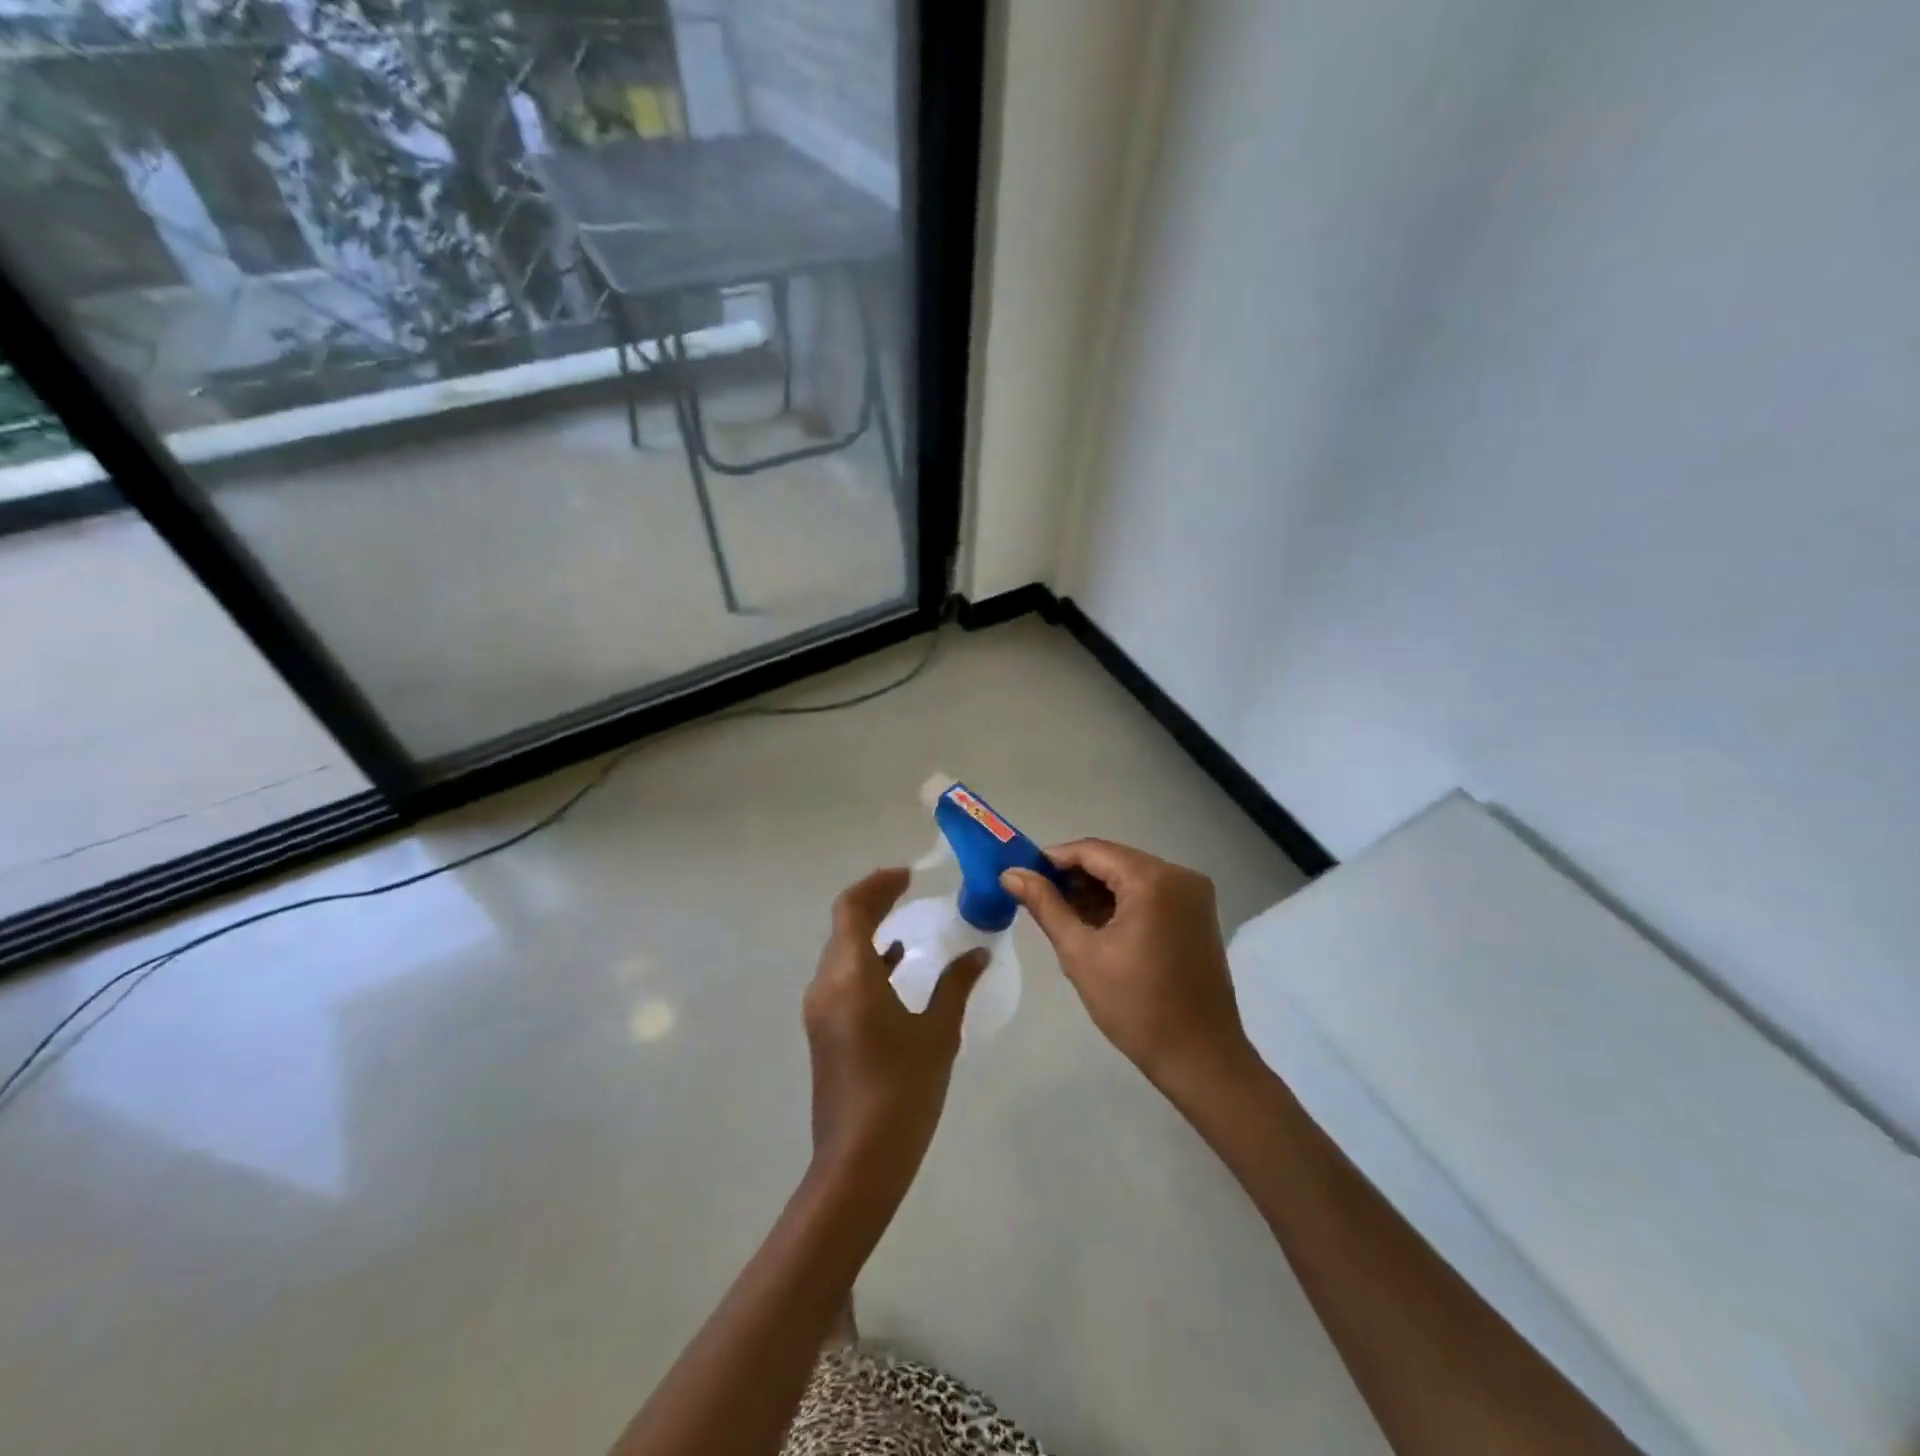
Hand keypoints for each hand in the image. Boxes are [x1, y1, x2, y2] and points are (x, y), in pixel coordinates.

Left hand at [803, 868, 988, 1208]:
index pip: (851, 908)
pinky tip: (896, 964)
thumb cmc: (903, 1090)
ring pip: (841, 951)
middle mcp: (826, 984)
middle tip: (909, 889)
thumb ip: (956, 984)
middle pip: (843, 925)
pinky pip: (843, 977)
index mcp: (850, 975)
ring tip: (906, 919)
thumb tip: (977, 952)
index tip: (908, 875)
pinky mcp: (825, 1030)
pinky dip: (867, 960)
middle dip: (874, 901)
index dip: (877, 884)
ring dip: (869, 930)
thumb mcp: (938, 1032)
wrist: (859, 1161)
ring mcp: (821, 1009)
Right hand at [1002, 841, 1252, 1094]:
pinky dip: (1122, 902)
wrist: (1200, 1057)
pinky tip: (1096, 924)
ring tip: (1063, 915)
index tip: (1023, 875)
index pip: (1093, 851)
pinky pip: (1151, 893)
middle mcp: (1179, 875)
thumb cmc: (1135, 1006)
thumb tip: (1011, 873)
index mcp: (1153, 880)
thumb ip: (1045, 906)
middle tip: (1038, 898)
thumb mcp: (1080, 953)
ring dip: (1097, 890)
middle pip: (1114, 860)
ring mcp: (1194, 894)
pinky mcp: (1198, 913)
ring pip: (1131, 876)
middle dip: (1075, 876)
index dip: (1054, 859)